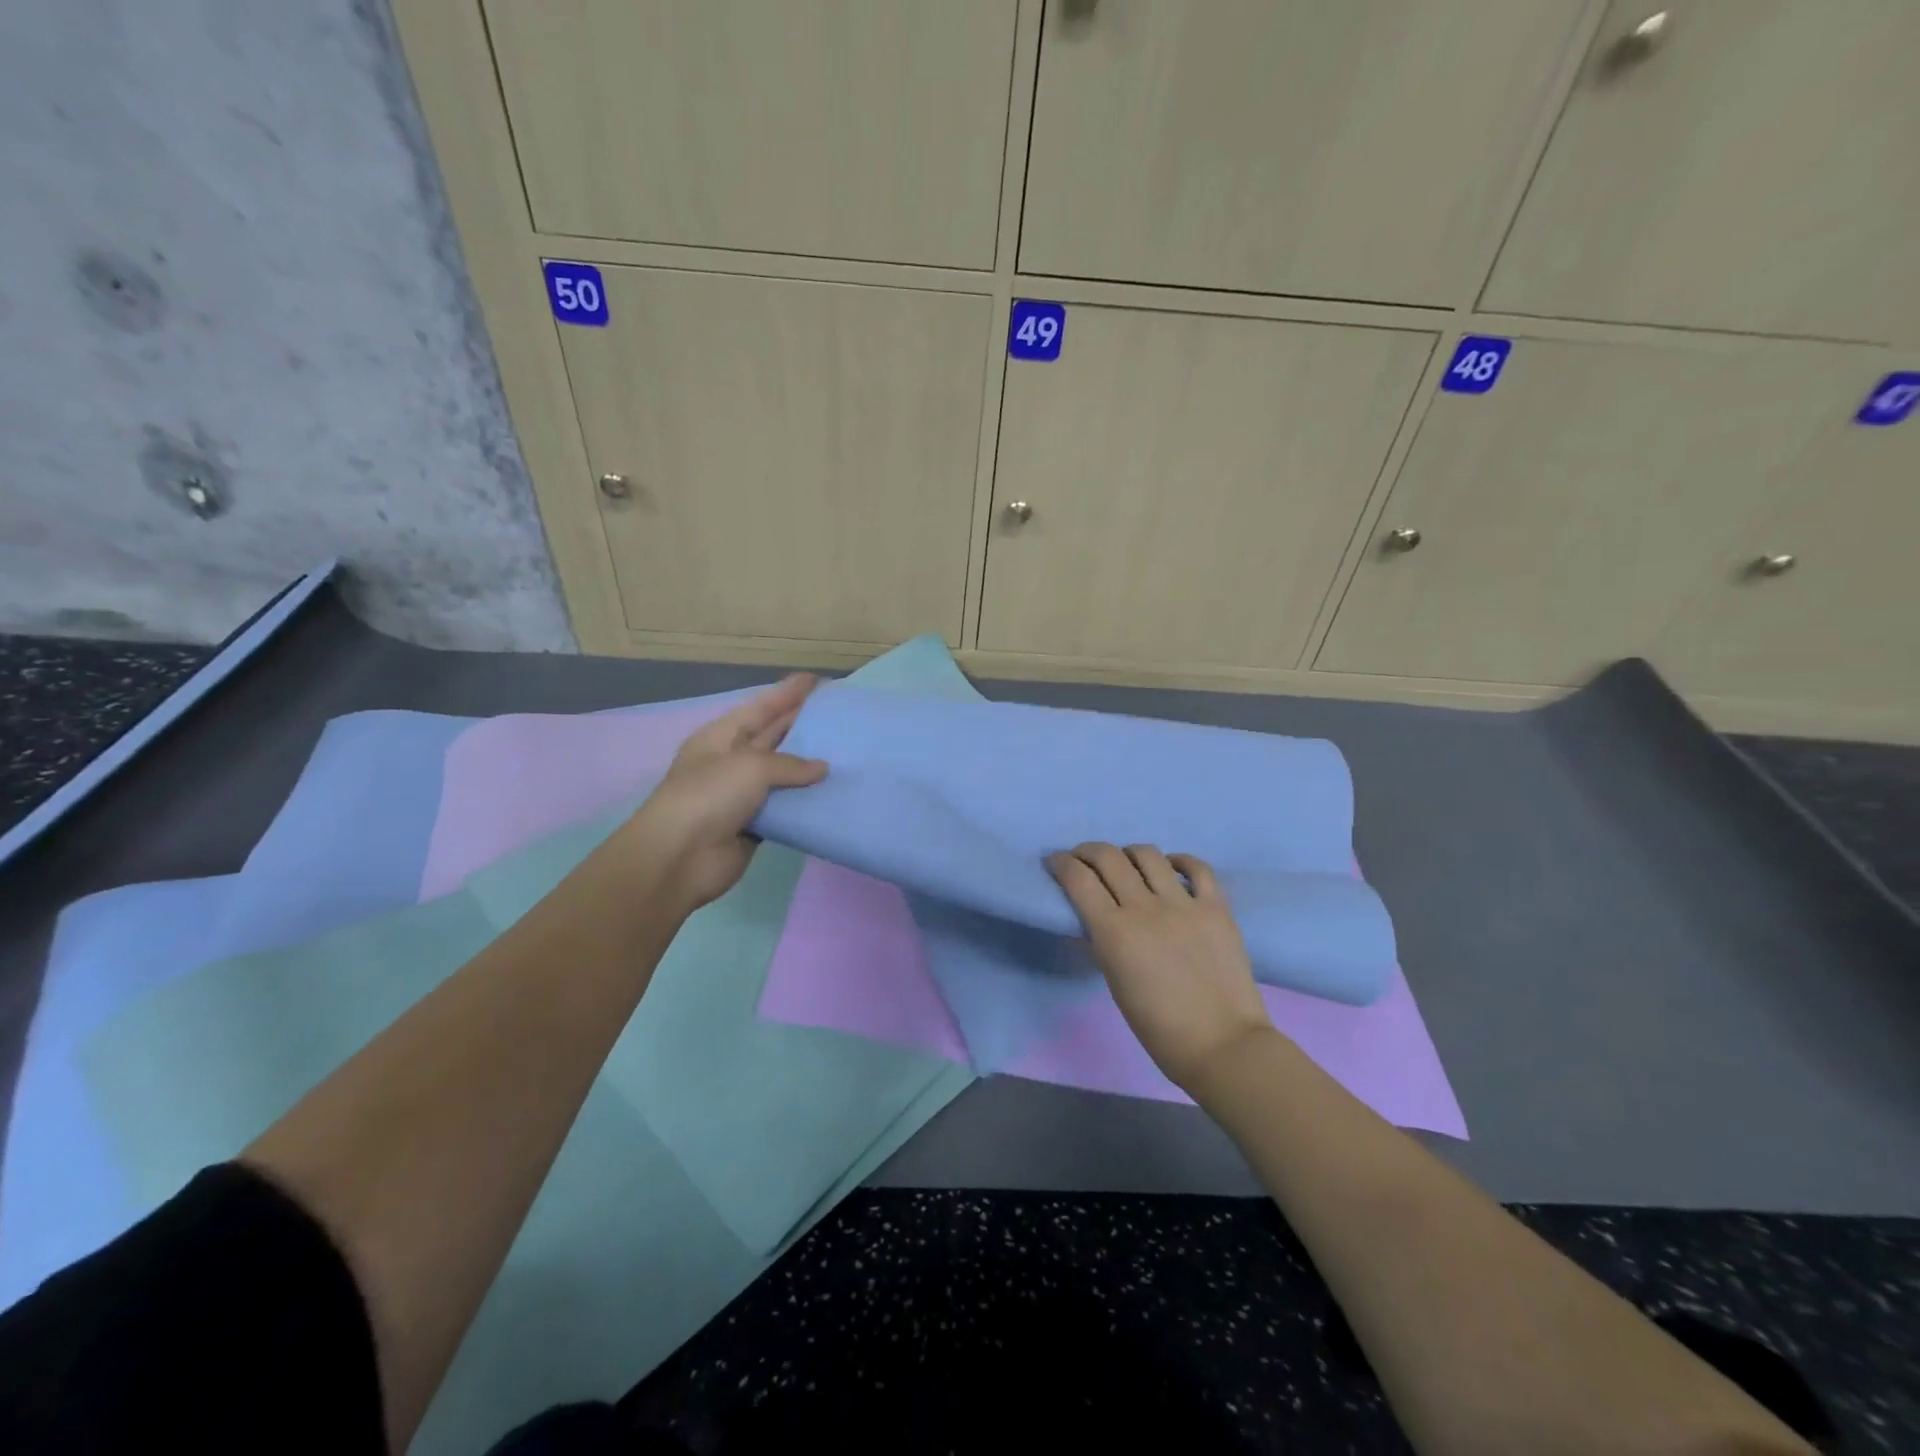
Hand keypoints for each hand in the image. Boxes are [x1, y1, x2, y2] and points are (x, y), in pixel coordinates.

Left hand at [610, 674, 827, 916]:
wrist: (680, 857)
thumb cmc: (710, 796)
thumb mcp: (750, 766)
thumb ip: (790, 764)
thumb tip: (821, 769)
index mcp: (720, 737)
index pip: (760, 708)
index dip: (787, 692)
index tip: (817, 680)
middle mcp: (730, 761)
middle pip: (771, 737)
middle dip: (801, 724)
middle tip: (837, 713)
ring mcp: (741, 795)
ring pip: (781, 774)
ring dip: (808, 765)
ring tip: (844, 752)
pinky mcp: (753, 825)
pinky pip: (785, 807)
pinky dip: (805, 801)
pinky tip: (831, 793)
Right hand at [1048, 843, 1274, 1090]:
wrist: (1223, 1045)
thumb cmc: (1159, 1027)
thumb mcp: (1114, 983)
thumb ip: (1100, 944)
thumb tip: (1090, 921)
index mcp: (1114, 932)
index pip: (1078, 879)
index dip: (1060, 863)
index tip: (1055, 862)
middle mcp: (1146, 908)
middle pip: (1108, 857)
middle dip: (1087, 851)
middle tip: (1083, 859)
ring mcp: (1184, 904)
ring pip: (1148, 855)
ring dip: (1128, 853)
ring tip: (1127, 864)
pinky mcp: (1216, 907)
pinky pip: (1197, 868)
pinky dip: (1179, 861)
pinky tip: (1170, 868)